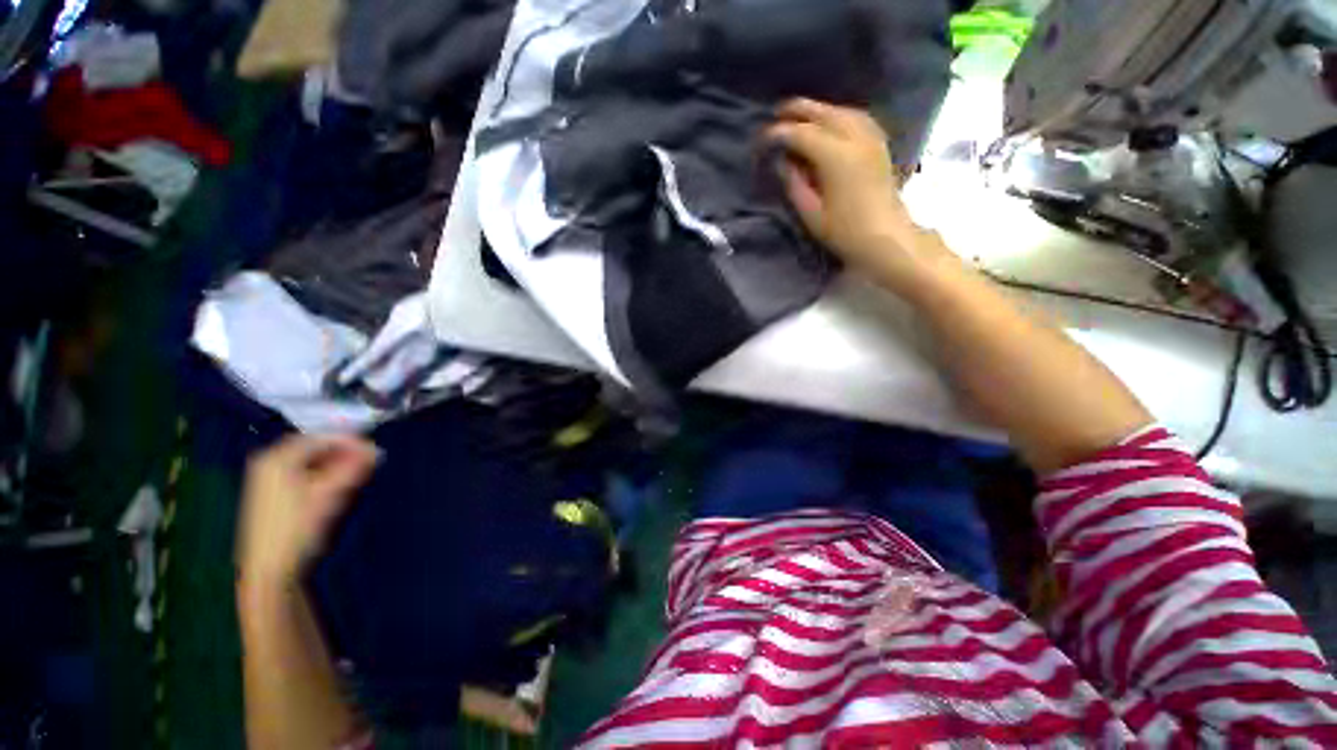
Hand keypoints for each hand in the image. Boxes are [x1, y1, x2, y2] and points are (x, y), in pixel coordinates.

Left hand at [236, 435, 378, 586]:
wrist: (271, 571)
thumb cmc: (298, 527)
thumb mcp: (330, 494)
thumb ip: (354, 468)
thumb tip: (376, 450)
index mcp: (276, 458)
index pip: (322, 438)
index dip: (352, 442)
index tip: (376, 452)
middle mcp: (268, 463)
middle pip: (315, 449)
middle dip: (344, 454)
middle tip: (369, 463)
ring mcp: (267, 480)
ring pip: (310, 463)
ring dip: (336, 466)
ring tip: (357, 476)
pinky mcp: (272, 496)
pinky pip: (303, 475)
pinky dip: (324, 476)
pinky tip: (337, 488)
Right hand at [766, 99, 940, 290]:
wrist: (885, 237)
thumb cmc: (844, 231)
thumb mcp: (811, 212)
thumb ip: (794, 183)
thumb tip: (782, 162)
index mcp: (836, 156)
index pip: (801, 134)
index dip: (779, 133)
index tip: (763, 139)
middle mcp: (855, 138)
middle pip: (823, 113)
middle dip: (798, 110)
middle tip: (776, 114)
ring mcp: (871, 138)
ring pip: (842, 110)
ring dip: (819, 109)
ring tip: (801, 115)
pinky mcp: (879, 145)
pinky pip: (858, 117)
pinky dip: (839, 114)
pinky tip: (831, 122)